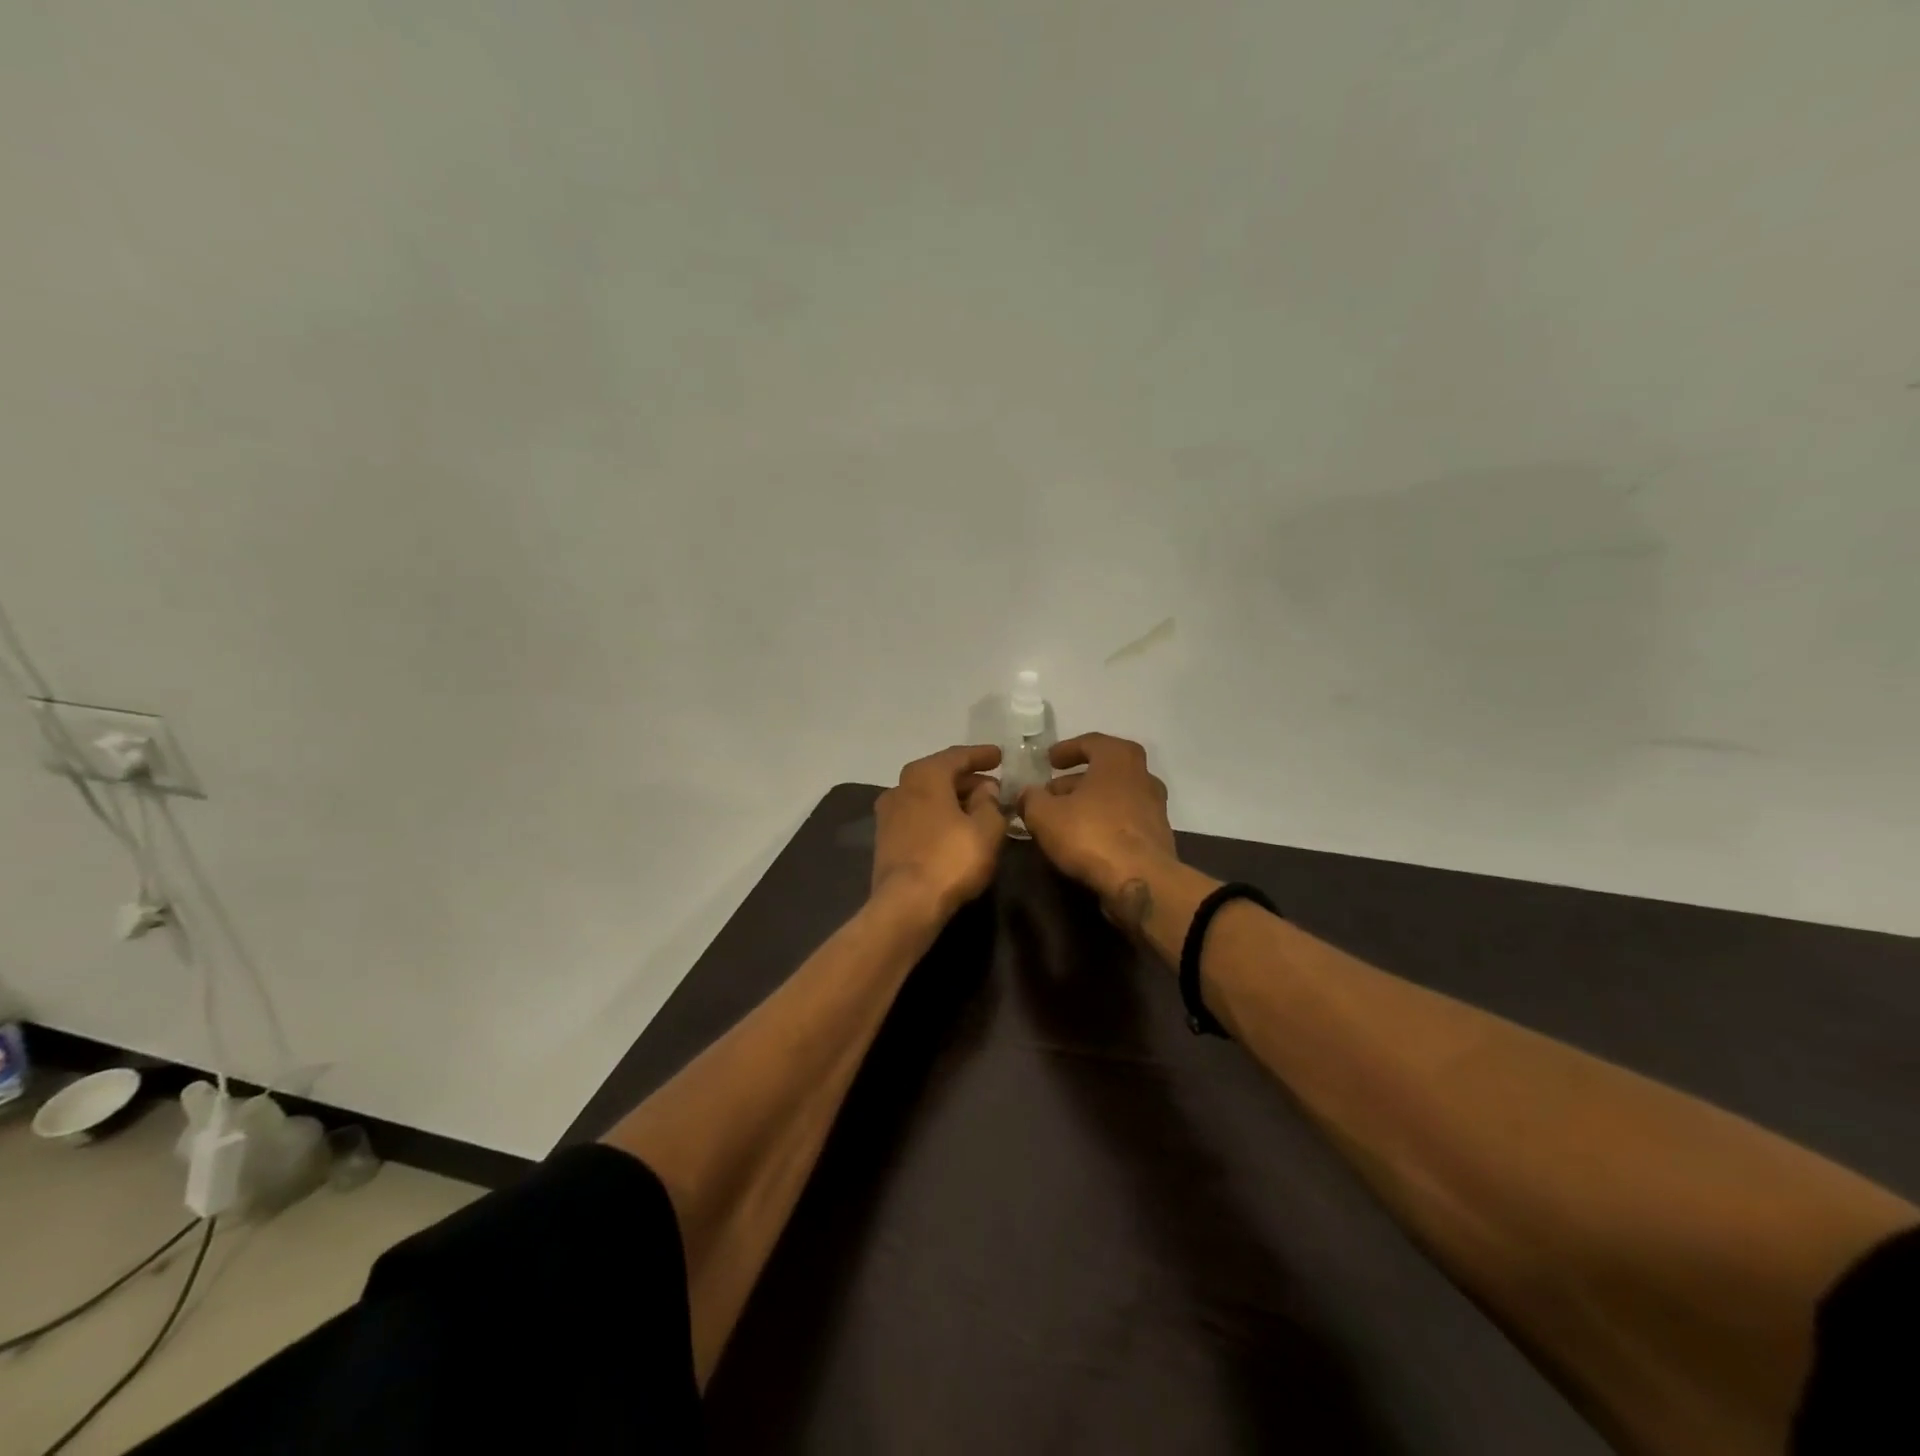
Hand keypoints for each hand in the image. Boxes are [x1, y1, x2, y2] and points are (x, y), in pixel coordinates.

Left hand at [871, 744, 1007, 921]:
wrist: (906, 904)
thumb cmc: (950, 859)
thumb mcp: (986, 830)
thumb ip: (990, 803)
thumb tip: (986, 790)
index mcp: (925, 775)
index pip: (957, 756)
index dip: (981, 755)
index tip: (1000, 756)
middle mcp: (901, 787)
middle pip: (939, 775)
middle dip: (967, 779)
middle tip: (993, 787)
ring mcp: (889, 814)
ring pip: (927, 796)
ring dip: (952, 799)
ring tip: (978, 809)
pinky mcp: (886, 839)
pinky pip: (919, 816)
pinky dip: (939, 815)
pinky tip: (956, 829)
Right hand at [1016, 733, 1176, 910]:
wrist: (1141, 881)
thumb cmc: (1091, 834)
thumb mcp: (1045, 815)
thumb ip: (1031, 799)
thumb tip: (1027, 794)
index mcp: (1118, 758)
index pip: (1091, 742)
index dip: (1066, 750)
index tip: (1049, 761)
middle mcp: (1142, 776)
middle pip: (1104, 770)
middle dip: (1075, 780)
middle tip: (1051, 792)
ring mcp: (1154, 807)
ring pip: (1115, 796)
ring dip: (1089, 802)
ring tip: (1062, 818)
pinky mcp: (1157, 836)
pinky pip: (1124, 820)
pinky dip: (1104, 822)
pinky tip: (1083, 840)